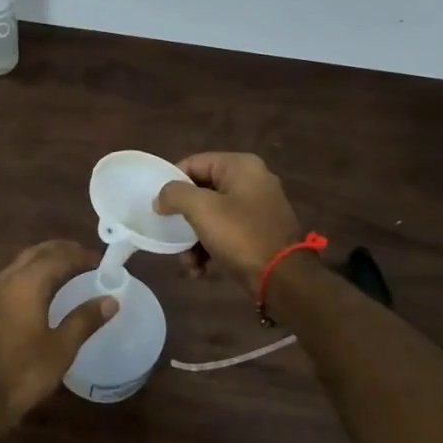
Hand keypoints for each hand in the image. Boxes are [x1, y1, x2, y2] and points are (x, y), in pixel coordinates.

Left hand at [0, 240, 117, 422]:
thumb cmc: (23, 372)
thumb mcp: (61, 348)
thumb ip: (85, 319)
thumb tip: (111, 300)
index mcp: (27, 283)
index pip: (58, 256)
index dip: (81, 256)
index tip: (101, 263)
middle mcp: (6, 279)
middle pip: (37, 252)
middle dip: (62, 251)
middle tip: (86, 259)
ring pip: (21, 263)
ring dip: (45, 260)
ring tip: (68, 271)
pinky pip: (12, 277)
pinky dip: (32, 274)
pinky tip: (42, 291)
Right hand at [153, 152, 303, 293]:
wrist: (284, 279)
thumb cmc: (241, 236)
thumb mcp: (202, 210)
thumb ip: (175, 194)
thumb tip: (161, 197)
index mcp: (241, 166)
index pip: (194, 163)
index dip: (172, 183)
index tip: (158, 206)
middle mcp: (252, 180)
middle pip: (202, 191)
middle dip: (183, 218)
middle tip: (170, 235)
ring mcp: (257, 207)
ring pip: (212, 215)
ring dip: (194, 239)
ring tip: (187, 262)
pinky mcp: (259, 232)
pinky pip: (226, 232)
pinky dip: (210, 248)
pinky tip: (200, 270)